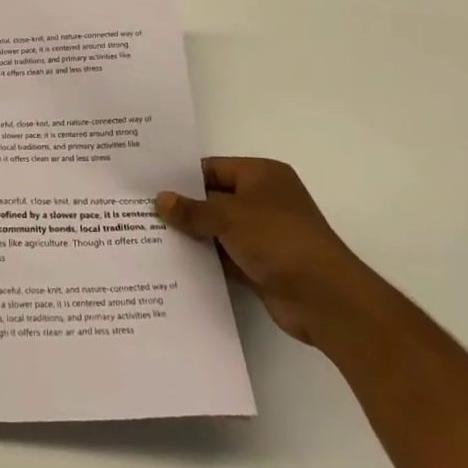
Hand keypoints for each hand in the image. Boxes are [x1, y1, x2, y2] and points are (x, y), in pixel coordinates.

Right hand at [157, 158, 376, 345]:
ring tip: (150, 236)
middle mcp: (264, 200)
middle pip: (214, 199)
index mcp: (262, 175)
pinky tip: (174, 263)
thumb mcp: (229, 217)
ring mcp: (263, 234)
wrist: (325, 298)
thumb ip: (193, 209)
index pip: (213, 168)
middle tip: (142, 211)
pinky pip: (225, 256)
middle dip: (184, 207)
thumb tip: (160, 200)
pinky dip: (206, 259)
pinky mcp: (261, 265)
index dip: (183, 177)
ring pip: (218, 230)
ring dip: (193, 235)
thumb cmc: (278, 240)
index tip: (149, 185)